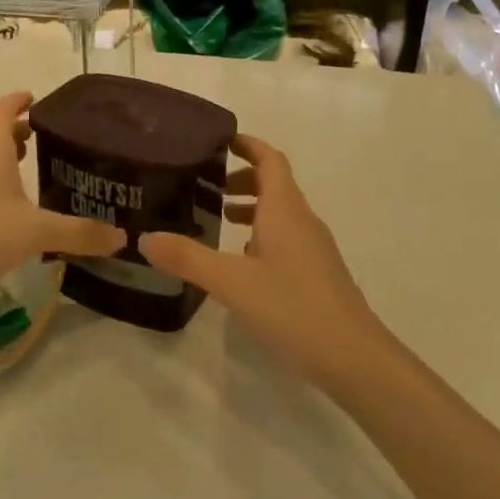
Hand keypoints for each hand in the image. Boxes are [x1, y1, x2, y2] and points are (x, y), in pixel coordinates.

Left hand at [0, 91, 122, 312]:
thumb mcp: (37, 233)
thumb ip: (80, 233)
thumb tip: (122, 238)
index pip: (4, 110)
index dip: (19, 100)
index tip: (35, 97)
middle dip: (16, 134)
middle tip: (42, 140)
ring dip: (1, 160)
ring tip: (26, 171)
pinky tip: (2, 210)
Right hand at [140, 135, 389, 393]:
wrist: (354, 358)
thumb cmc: (293, 309)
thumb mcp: (231, 283)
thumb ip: (188, 258)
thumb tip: (145, 238)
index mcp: (285, 210)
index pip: (269, 159)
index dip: (247, 145)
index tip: (218, 141)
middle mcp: (302, 220)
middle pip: (275, 183)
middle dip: (243, 177)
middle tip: (207, 188)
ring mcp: (314, 247)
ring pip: (281, 212)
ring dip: (252, 207)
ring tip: (220, 221)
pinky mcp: (318, 272)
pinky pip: (287, 237)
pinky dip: (262, 235)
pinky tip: (243, 264)